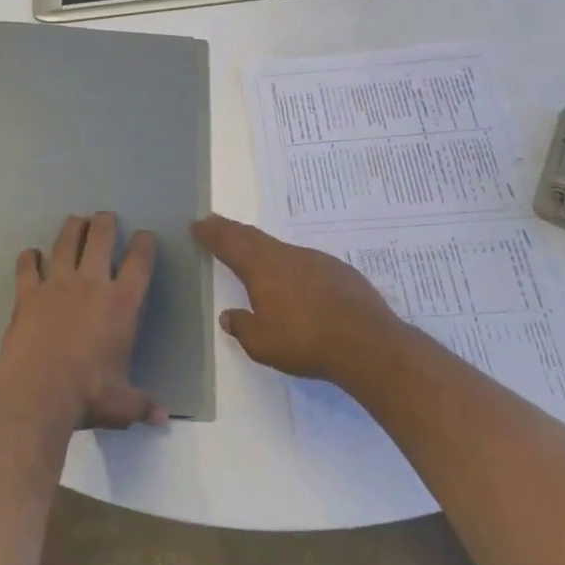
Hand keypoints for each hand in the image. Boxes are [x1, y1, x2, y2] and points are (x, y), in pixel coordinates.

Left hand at [0, 211, 165, 430]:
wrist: (37, 395)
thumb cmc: (87, 396)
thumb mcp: (122, 405)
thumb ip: (142, 404)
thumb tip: (163, 418)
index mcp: (120, 304)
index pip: (139, 264)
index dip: (144, 245)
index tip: (145, 235)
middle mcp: (90, 284)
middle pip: (100, 239)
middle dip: (105, 223)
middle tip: (106, 216)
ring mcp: (56, 285)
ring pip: (65, 243)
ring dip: (72, 228)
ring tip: (76, 220)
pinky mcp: (27, 294)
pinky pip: (27, 267)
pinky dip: (29, 258)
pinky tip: (31, 254)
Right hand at [193, 214, 399, 385]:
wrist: (366, 342)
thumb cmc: (305, 342)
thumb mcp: (262, 343)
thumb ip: (242, 327)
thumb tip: (228, 315)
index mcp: (261, 268)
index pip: (228, 243)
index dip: (211, 233)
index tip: (197, 224)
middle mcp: (284, 255)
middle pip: (251, 236)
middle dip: (230, 228)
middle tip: (214, 221)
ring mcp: (313, 259)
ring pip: (278, 246)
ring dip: (259, 244)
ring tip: (250, 248)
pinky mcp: (337, 270)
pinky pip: (303, 260)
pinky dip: (288, 261)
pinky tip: (294, 276)